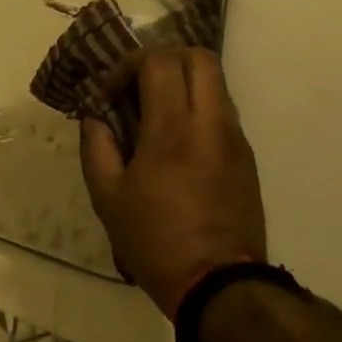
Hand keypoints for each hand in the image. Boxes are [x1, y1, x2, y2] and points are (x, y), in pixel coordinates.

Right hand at [78, 48, 266, 319]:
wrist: (218, 284)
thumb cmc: (154, 240)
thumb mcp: (107, 197)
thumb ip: (96, 146)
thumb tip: (94, 116)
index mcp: (172, 130)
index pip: (159, 62)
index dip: (129, 65)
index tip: (110, 93)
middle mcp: (210, 123)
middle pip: (199, 57)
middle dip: (163, 60)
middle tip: (138, 87)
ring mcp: (235, 138)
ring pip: (215, 82)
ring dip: (182, 83)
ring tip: (155, 114)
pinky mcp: (247, 156)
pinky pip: (222, 111)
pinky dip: (197, 107)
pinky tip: (176, 140)